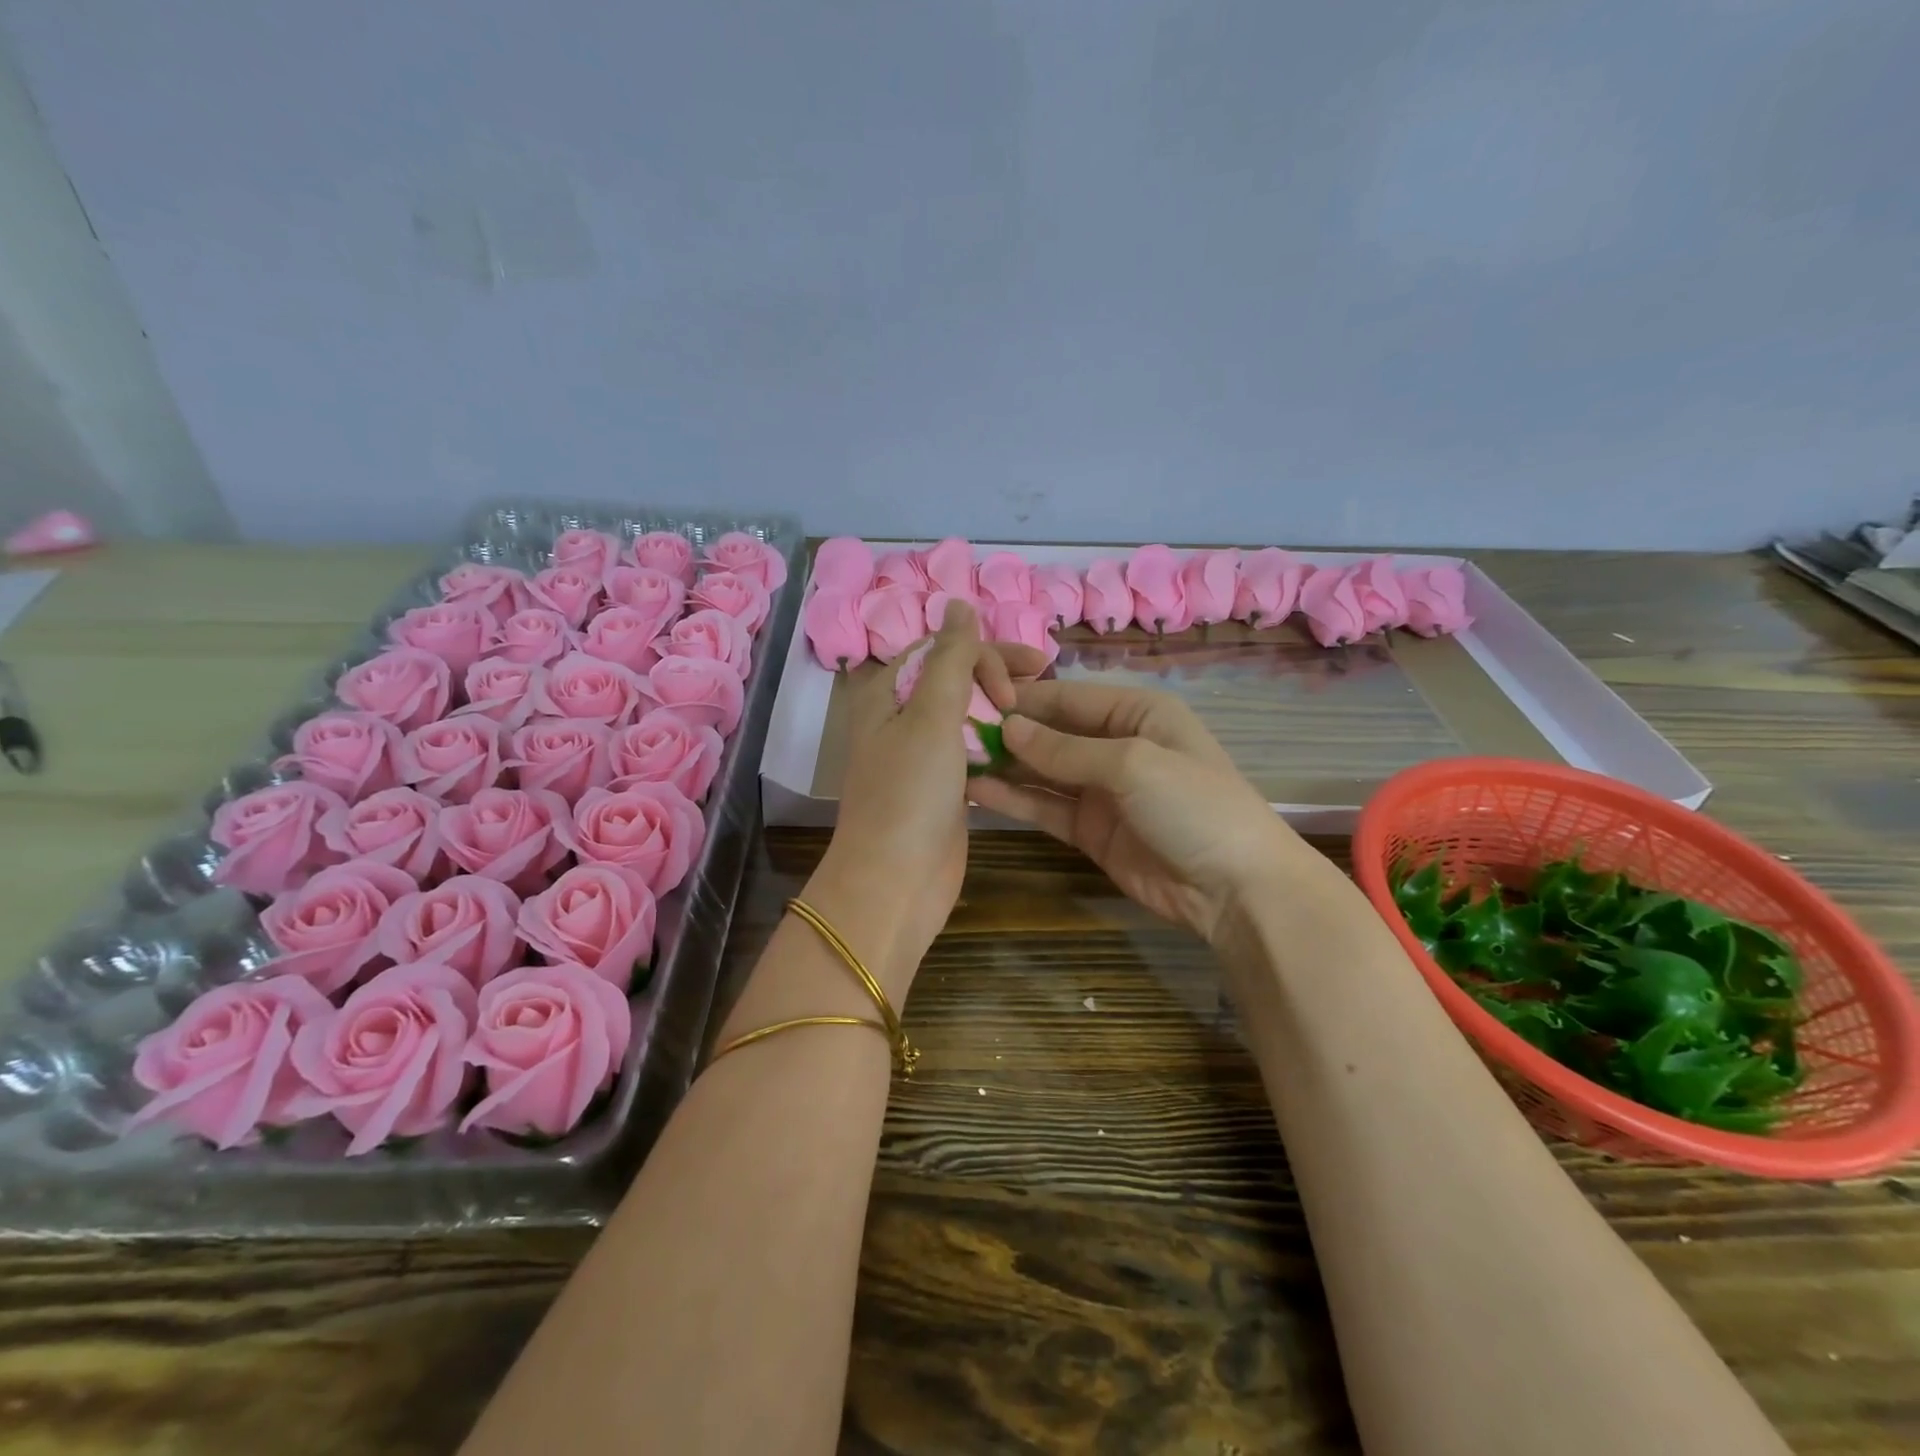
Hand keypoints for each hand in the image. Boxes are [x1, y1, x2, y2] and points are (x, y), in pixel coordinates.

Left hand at [810, 604, 1044, 994]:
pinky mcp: (942, 788)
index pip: (942, 649)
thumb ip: (950, 658)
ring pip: (967, 716)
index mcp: (888, 694)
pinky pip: (973, 752)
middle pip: (956, 679)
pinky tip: (1028, 747)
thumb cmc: (909, 794)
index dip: (985, 651)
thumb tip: (958, 602)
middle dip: (999, 675)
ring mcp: (921, 756)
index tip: (1025, 676)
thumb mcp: (931, 717)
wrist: (895, 882)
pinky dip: (999, 745)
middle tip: (1045, 678)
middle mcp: (901, 719)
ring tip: (1045, 710)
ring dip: (1002, 709)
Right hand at [967, 682, 1324, 944]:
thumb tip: (1009, 728)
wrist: (1236, 889)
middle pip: (1052, 732)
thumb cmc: (1194, 805)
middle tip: (953, 732)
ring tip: (955, 759)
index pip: (1068, 696)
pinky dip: (1015, 799)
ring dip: (1005, 766)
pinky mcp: (1090, 830)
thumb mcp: (1133, 764)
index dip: (1023, 698)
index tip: (971, 698)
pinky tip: (977, 791)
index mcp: (1137, 712)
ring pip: (1043, 771)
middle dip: (1008, 732)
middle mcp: (1116, 745)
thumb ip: (1066, 748)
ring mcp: (1102, 791)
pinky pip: (1046, 807)